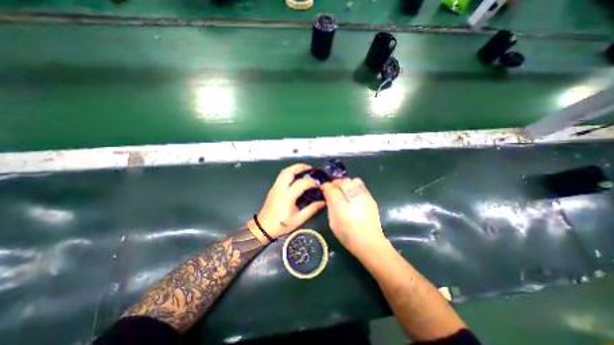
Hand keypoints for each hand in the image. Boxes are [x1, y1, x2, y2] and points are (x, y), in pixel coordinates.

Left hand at [248, 163, 325, 242]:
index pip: (301, 183)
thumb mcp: (299, 219)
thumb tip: (323, 202)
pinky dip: (290, 172)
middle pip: (289, 171)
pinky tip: (296, 176)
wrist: (264, 227)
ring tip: (304, 170)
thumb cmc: (281, 225)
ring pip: (284, 171)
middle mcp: (280, 189)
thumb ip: (311, 209)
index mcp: (287, 197)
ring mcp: (275, 187)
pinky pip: (282, 175)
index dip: (311, 182)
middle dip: (300, 167)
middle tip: (310, 168)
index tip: (318, 184)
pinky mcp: (273, 188)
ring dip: (294, 168)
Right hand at [322, 179, 382, 254]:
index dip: (325, 186)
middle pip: (343, 181)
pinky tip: (352, 193)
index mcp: (341, 206)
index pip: (331, 188)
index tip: (323, 187)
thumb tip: (327, 194)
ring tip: (343, 189)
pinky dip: (354, 185)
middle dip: (335, 182)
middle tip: (332, 188)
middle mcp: (353, 198)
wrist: (370, 242)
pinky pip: (361, 185)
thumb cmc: (347, 235)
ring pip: (353, 180)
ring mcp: (364, 196)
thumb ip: (330, 206)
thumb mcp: (333, 223)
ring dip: (346, 182)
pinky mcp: (371, 198)